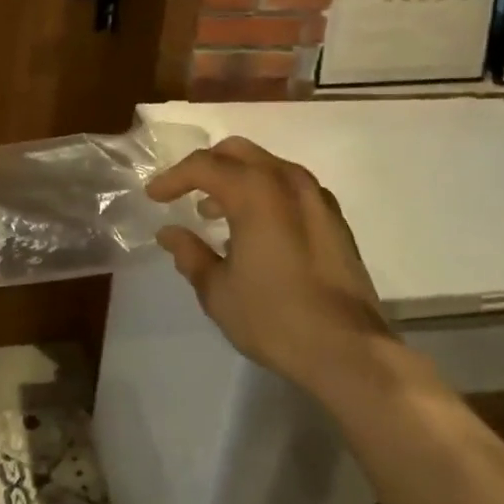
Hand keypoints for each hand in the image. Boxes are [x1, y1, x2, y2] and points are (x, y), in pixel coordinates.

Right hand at [147, 136, 391, 399]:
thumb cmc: (274, 318)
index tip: (154, 196)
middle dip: (207, 166)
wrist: (349, 351)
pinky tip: (256, 227)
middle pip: (238, 152)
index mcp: (255, 191)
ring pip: (267, 165)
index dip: (173, 178)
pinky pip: (290, 186)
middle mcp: (287, 181)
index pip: (203, 166)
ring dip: (237, 178)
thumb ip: (190, 254)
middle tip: (185, 192)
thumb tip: (170, 233)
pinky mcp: (335, 219)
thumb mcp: (218, 291)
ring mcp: (316, 197)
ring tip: (216, 213)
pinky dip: (265, 192)